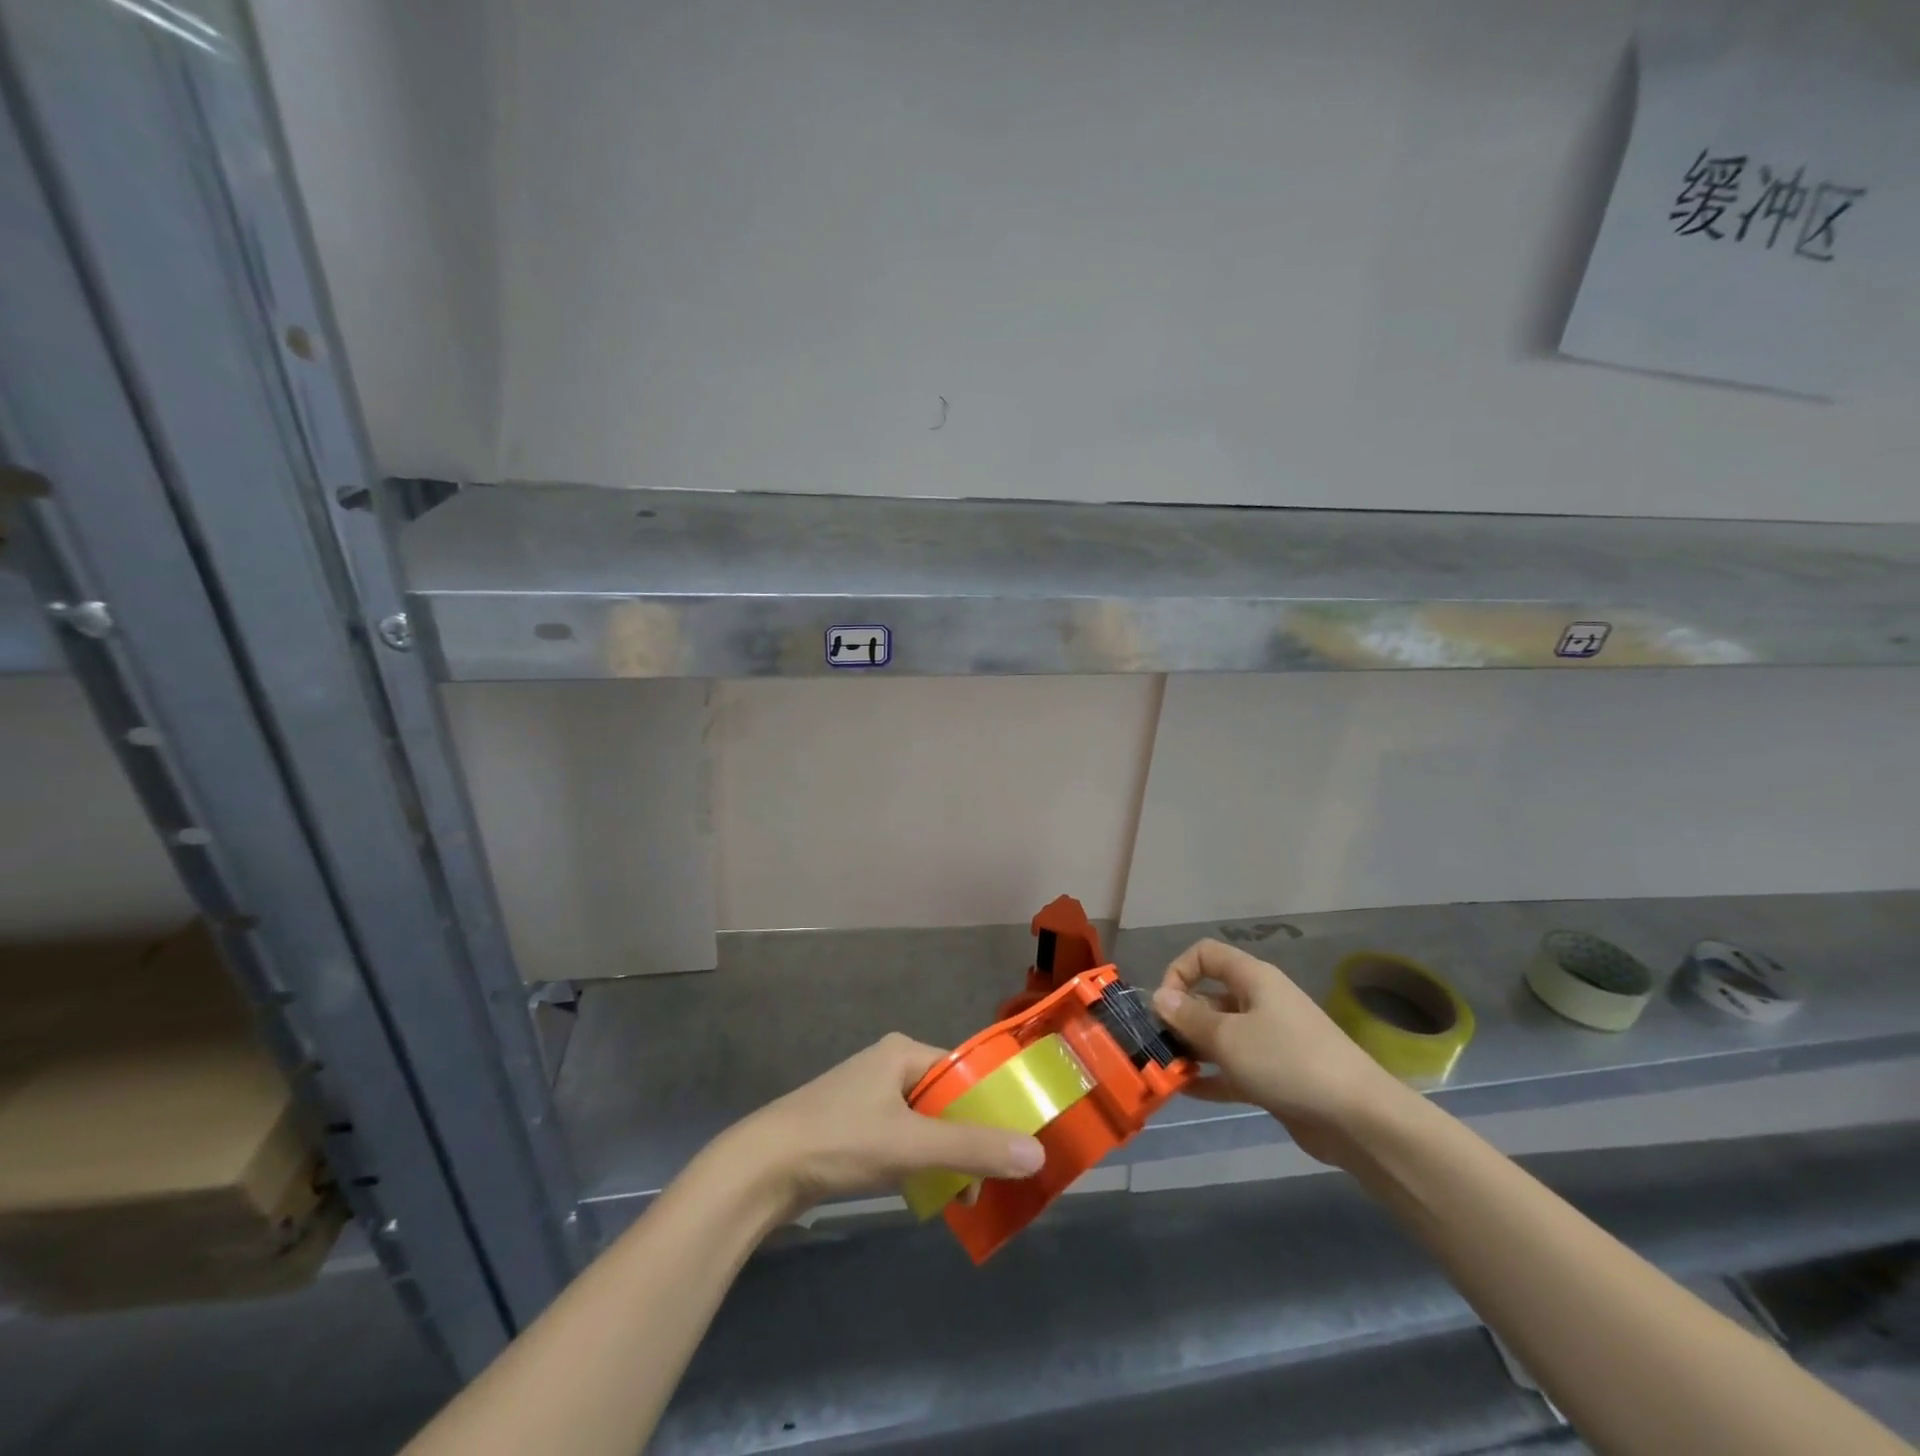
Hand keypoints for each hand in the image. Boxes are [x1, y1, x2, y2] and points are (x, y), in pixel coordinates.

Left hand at [725, 1033, 1046, 1220]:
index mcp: (902, 1052)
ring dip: (943, 1155)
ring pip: (923, 1123)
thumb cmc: (840, 1141)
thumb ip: (973, 1148)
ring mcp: (866, 1096)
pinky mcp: (851, 1126)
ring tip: (960, 1195)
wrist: (761, 1170)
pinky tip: (923, 1193)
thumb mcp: (912, 1144)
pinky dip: (917, 1162)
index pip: (962, 1071)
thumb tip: (1036, 1152)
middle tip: (986, 1180)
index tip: (1014, 1142)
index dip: (990, 1104)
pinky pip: (900, 1138)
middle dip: (967, 1138)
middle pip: (945, 1099)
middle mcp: (887, 1065)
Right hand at [1152, 940, 1411, 1167]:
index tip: (1164, 1005)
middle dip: (1181, 1017)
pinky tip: (1185, 1091)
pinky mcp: (1275, 1075)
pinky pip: (1233, 1068)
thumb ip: (1189, 1018)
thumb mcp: (1228, 1037)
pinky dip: (1211, 1076)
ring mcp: (1269, 1040)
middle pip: (1209, 996)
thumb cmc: (1287, 1061)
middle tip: (1158, 1044)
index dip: (1179, 971)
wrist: (1357, 1118)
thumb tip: (1159, 998)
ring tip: (1166, 1070)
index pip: (1205, 955)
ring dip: (1192, 1049)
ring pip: (1220, 1035)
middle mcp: (1260, 1002)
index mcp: (1253, 979)